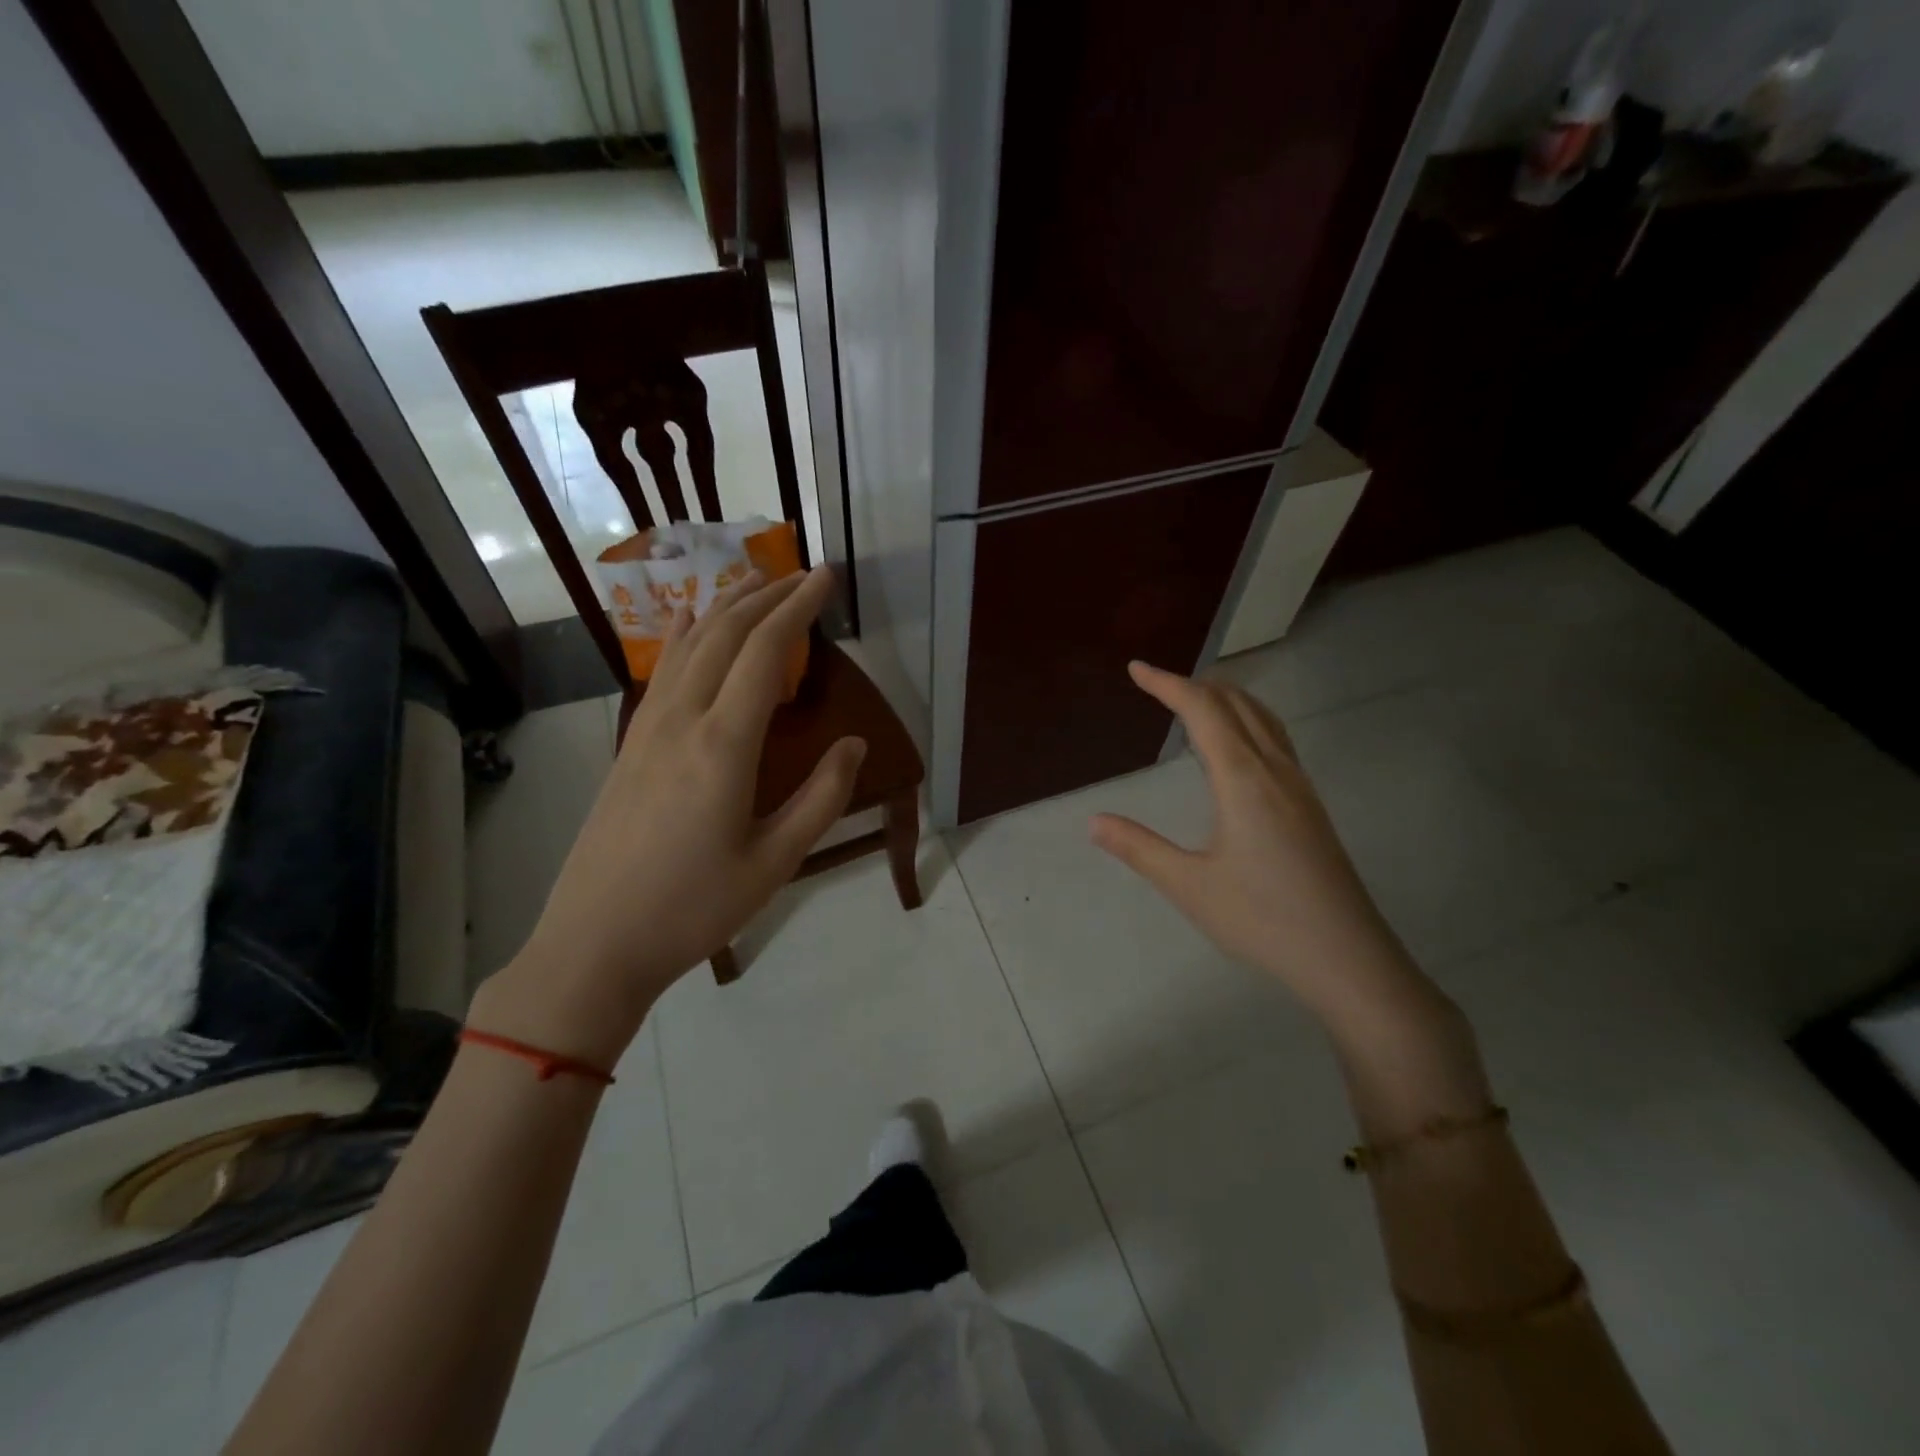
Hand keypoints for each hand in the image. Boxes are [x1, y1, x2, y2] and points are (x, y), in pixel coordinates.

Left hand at [472, 568, 864, 1066]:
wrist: (595, 943)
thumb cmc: (694, 908)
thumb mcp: (775, 862)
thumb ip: (821, 797)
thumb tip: (855, 743)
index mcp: (723, 745)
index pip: (765, 652)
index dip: (798, 608)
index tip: (825, 578)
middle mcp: (682, 720)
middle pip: (724, 634)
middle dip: (766, 596)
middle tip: (802, 575)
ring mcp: (647, 730)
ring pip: (687, 646)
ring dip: (724, 607)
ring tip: (755, 582)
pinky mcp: (629, 746)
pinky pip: (659, 673)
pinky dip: (678, 636)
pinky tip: (682, 619)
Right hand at [1089, 662, 1433, 1032]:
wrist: (1348, 958)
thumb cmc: (1263, 920)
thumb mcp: (1189, 887)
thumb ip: (1139, 848)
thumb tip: (1093, 820)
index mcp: (1243, 779)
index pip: (1203, 711)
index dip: (1167, 684)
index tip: (1136, 668)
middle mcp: (1275, 770)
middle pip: (1237, 704)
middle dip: (1196, 685)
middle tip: (1158, 683)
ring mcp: (1300, 787)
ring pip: (1263, 719)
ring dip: (1226, 699)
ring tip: (1195, 701)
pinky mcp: (1310, 806)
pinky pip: (1276, 740)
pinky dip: (1247, 721)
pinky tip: (1237, 748)